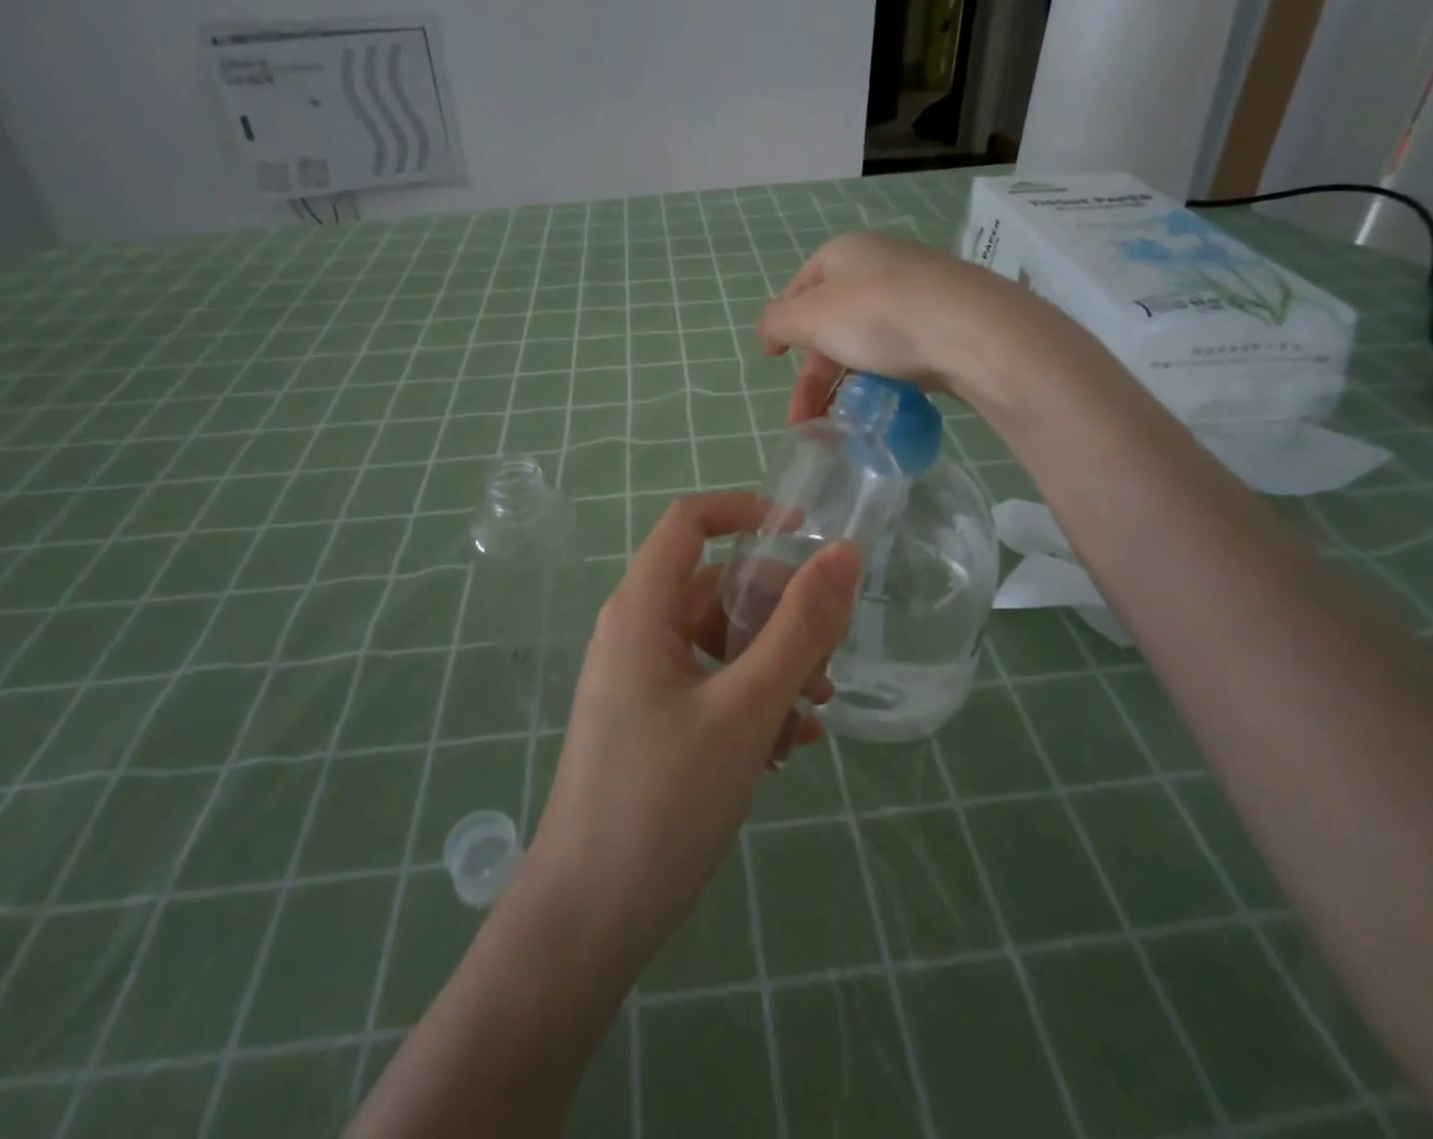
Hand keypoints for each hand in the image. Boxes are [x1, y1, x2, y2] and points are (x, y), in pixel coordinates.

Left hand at [525, 493, 859, 967]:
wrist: (587, 920)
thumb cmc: (662, 801)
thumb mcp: (745, 709)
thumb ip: (799, 628)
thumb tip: (844, 553)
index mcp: (642, 609)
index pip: (690, 521)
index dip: (746, 512)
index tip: (808, 535)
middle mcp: (638, 631)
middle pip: (718, 587)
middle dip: (779, 615)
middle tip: (826, 667)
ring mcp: (643, 678)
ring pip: (721, 641)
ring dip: (774, 665)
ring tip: (814, 717)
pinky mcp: (653, 720)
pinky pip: (712, 684)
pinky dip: (753, 700)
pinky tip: (787, 750)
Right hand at [757, 231, 1019, 421]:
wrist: (974, 332)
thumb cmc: (878, 315)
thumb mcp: (810, 317)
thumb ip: (777, 322)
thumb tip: (769, 330)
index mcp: (845, 253)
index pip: (800, 287)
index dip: (782, 323)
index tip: (773, 358)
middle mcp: (881, 265)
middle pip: (832, 321)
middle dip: (812, 374)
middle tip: (803, 418)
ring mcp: (918, 293)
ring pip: (866, 340)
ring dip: (843, 384)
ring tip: (836, 425)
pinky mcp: (946, 324)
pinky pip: (901, 352)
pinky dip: (881, 379)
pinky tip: (878, 406)